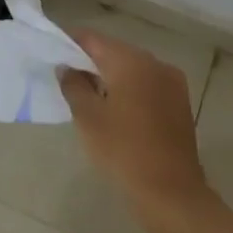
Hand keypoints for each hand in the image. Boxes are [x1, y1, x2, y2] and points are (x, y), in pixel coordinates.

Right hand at [60, 29, 209, 216]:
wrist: (171, 192)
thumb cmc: (123, 150)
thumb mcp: (87, 117)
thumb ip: (73, 85)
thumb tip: (67, 68)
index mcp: (131, 61)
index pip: (93, 39)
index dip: (70, 43)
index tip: (52, 54)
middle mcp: (154, 63)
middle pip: (114, 51)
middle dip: (90, 61)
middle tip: (67, 78)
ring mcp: (172, 83)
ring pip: (132, 69)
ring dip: (110, 76)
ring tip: (88, 96)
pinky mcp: (180, 103)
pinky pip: (147, 84)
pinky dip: (129, 89)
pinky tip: (115, 110)